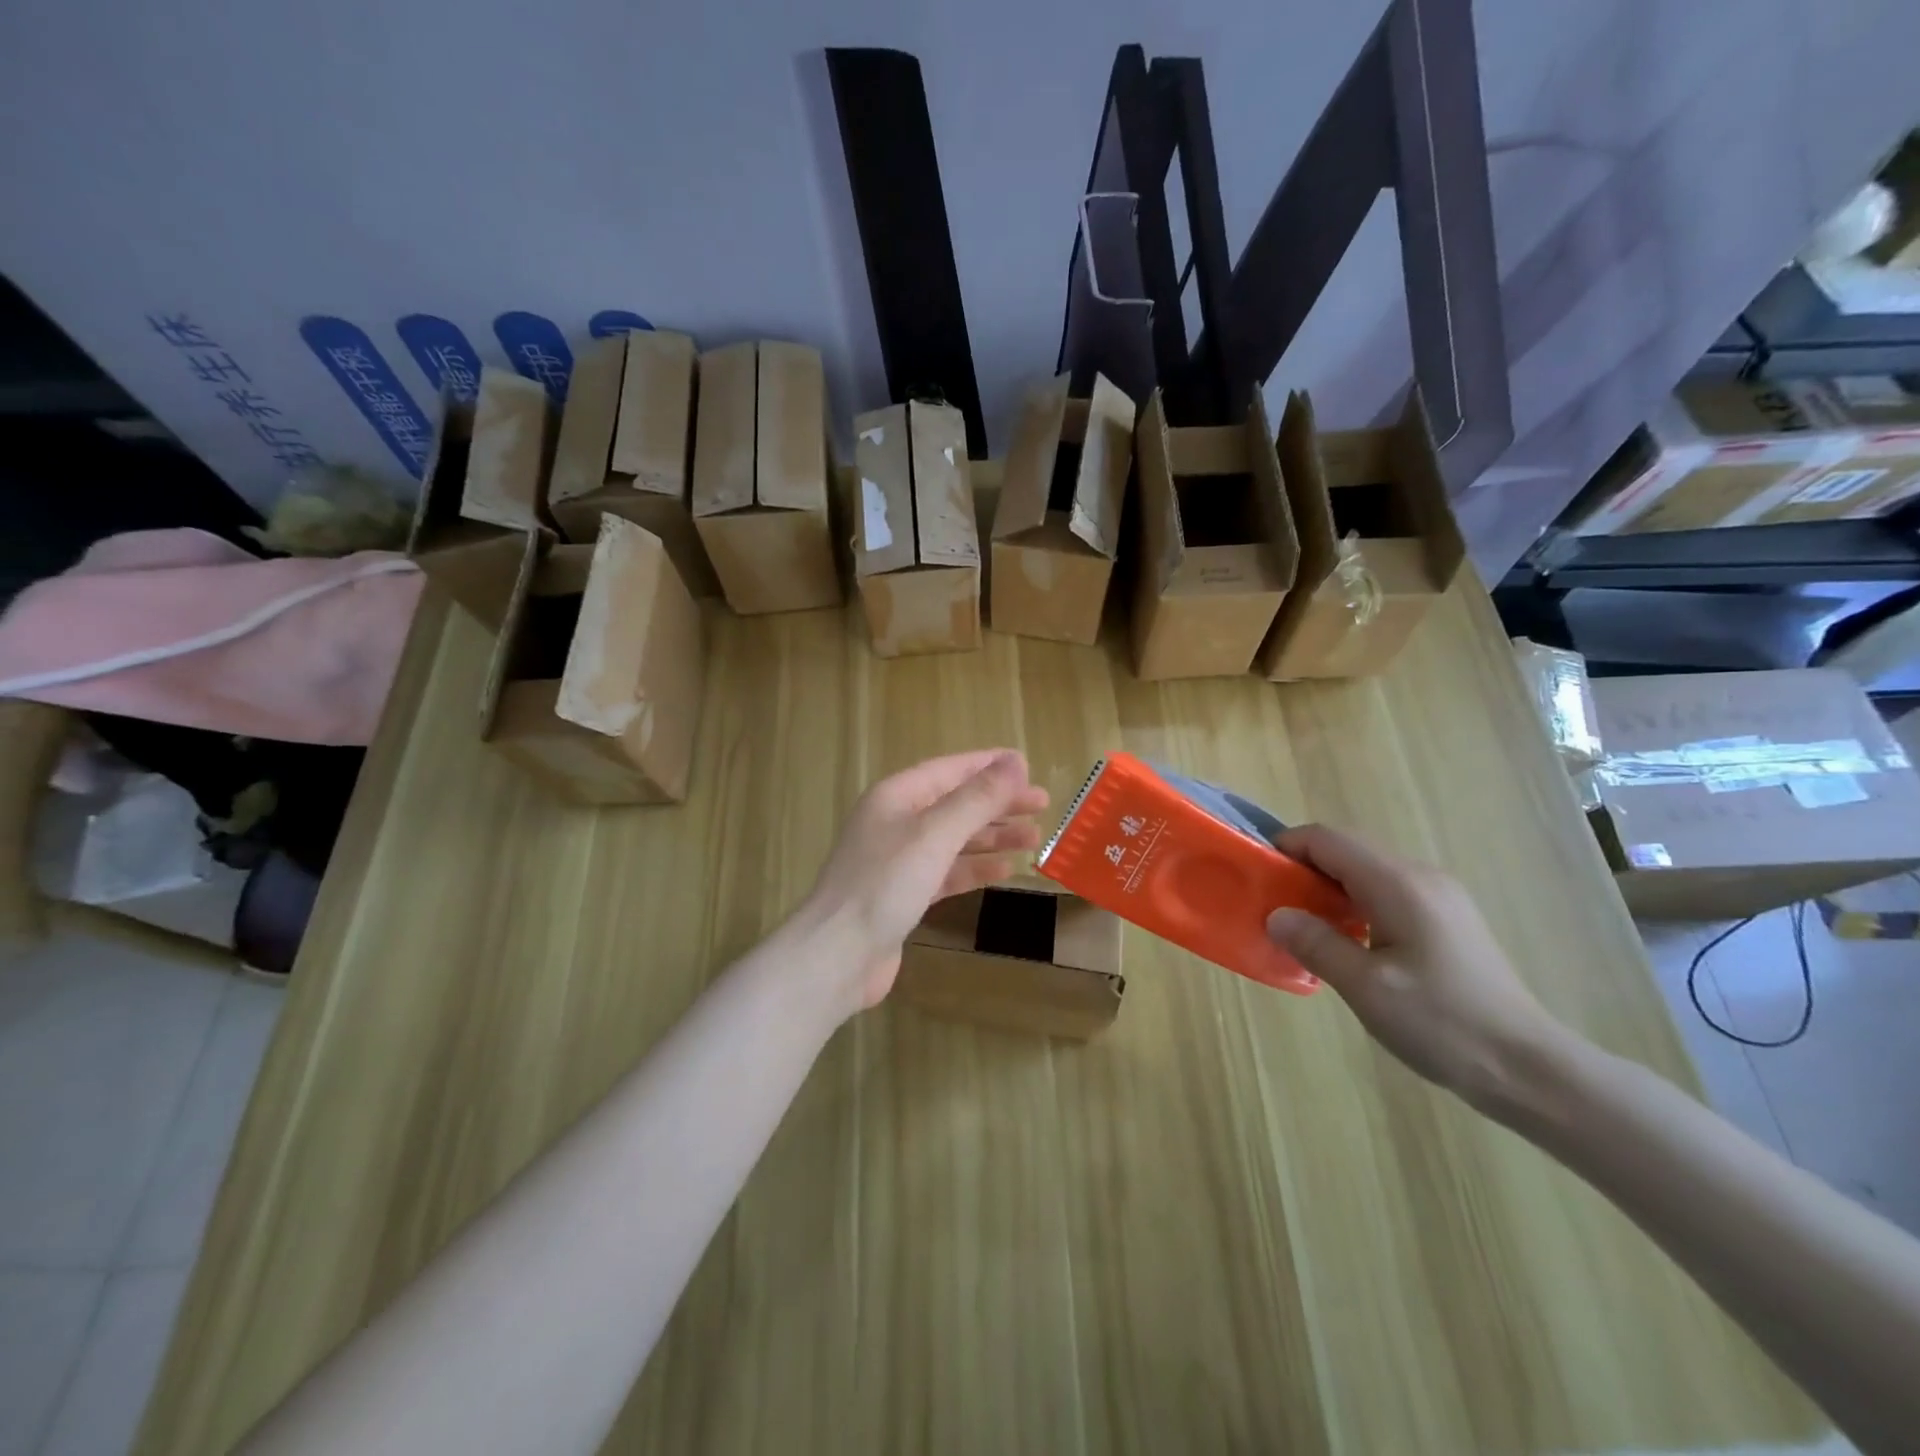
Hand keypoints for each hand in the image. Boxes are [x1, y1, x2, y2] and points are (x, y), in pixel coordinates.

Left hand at [799, 750, 1049, 1017]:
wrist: (838, 955)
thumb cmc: (885, 884)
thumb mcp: (935, 834)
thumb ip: (977, 799)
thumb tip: (1015, 762)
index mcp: (896, 796)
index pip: (950, 770)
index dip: (989, 766)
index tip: (1027, 766)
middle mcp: (895, 822)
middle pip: (955, 804)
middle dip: (998, 803)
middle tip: (1043, 805)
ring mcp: (898, 861)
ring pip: (954, 839)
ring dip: (992, 836)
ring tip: (1034, 837)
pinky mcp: (903, 896)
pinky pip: (946, 872)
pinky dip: (974, 868)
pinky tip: (1005, 871)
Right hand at [1264, 824, 1567, 1106]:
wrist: (1528, 1068)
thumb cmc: (1442, 1024)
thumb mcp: (1366, 987)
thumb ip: (1316, 943)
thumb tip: (1276, 915)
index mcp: (1398, 884)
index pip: (1328, 839)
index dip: (1287, 846)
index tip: (1259, 874)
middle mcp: (1420, 876)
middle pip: (1347, 849)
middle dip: (1304, 867)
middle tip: (1275, 904)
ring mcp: (1439, 896)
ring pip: (1367, 870)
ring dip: (1329, 886)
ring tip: (1304, 924)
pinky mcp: (1447, 918)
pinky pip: (1387, 890)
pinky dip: (1355, 901)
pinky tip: (1348, 939)